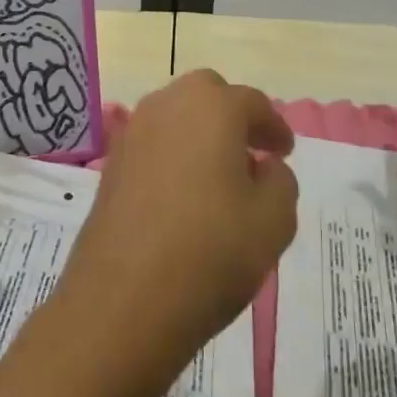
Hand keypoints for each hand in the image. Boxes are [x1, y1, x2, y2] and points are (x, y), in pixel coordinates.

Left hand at [53, 70, 297, 377]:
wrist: (123, 300)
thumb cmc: (210, 253)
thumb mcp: (273, 222)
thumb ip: (280, 182)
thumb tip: (264, 167)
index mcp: (211, 108)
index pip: (252, 102)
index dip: (274, 127)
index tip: (285, 152)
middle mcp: (167, 107)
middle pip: (207, 95)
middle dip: (232, 116)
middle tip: (252, 152)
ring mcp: (133, 135)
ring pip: (175, 115)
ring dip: (200, 133)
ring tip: (220, 176)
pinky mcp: (111, 166)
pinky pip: (152, 144)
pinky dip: (173, 154)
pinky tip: (185, 194)